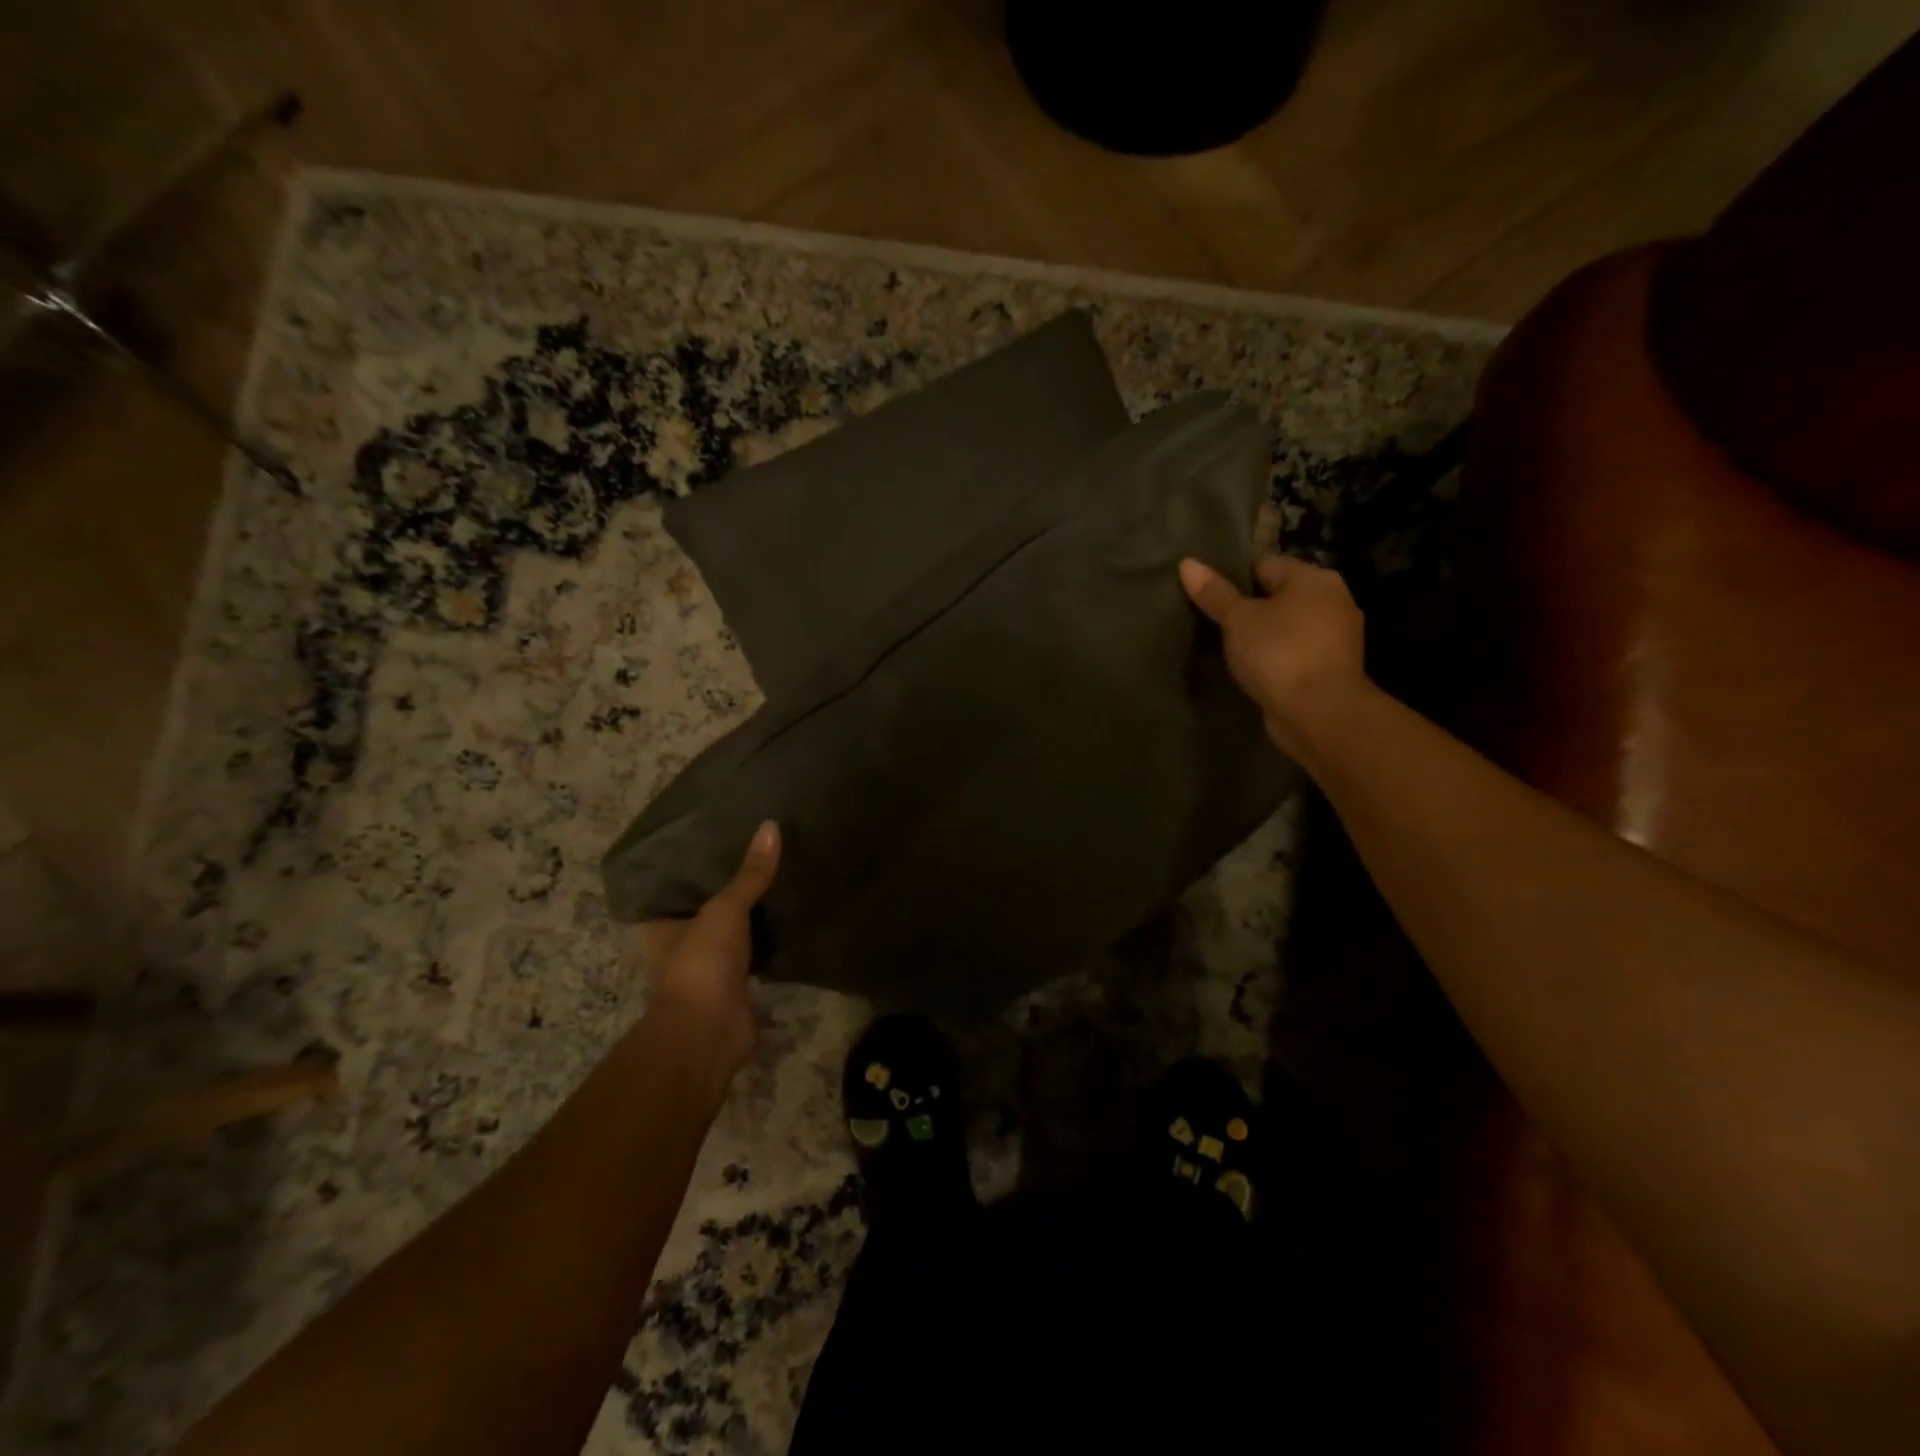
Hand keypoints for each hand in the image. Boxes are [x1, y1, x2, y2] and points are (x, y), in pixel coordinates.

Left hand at [634, 821, 780, 1095]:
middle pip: (703, 908)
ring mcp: (708, 967)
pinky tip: (790, 915)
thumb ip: (750, 874)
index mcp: (660, 926)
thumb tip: (772, 826)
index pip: (668, 889)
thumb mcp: (725, 909)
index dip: (686, 867)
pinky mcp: (737, 985)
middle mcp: (679, 945)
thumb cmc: (701, 964)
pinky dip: (769, 940)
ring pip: (731, 931)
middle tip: (753, 852)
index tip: (710, 839)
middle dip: (725, 887)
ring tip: (776, 876)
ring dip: (748, 915)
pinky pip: (755, 952)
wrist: (709, 1033)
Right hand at [1179, 555, 1368, 761]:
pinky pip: (1295, 652)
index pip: (1264, 565)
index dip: (1233, 580)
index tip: (1208, 600)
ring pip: (1287, 626)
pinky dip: (1276, 657)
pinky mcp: (1331, 667)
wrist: (1319, 712)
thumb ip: (1214, 593)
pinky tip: (1254, 669)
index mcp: (1313, 578)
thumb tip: (1187, 563)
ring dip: (1263, 635)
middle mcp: (1332, 599)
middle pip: (1278, 595)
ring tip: (1229, 649)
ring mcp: (1336, 635)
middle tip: (1214, 625)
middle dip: (1249, 609)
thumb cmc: (1279, 654)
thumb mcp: (1238, 620)